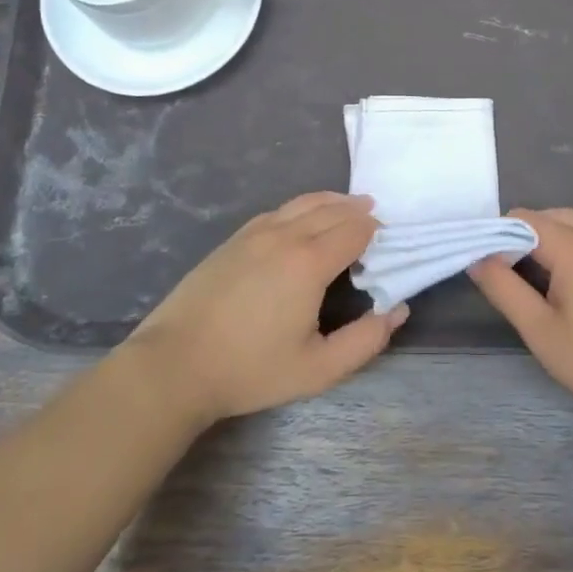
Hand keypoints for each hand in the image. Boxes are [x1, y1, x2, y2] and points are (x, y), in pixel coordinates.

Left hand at [129, 192, 405, 423]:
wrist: (175, 364)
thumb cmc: (250, 369)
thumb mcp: (318, 369)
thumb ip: (365, 341)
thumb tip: (397, 310)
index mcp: (309, 262)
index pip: (354, 231)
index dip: (375, 232)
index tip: (386, 242)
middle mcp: (285, 236)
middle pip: (332, 210)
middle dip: (358, 211)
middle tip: (375, 217)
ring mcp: (255, 233)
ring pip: (303, 203)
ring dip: (332, 202)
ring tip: (349, 205)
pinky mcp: (234, 240)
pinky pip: (278, 210)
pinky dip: (302, 206)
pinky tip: (303, 217)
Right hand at [469, 208, 572, 425]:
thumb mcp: (542, 331)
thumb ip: (504, 290)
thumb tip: (477, 259)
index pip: (521, 219)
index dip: (496, 237)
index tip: (487, 270)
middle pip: (545, 217)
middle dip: (519, 239)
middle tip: (508, 280)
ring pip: (568, 226)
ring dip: (544, 245)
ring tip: (534, 286)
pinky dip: (567, 251)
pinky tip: (566, 288)